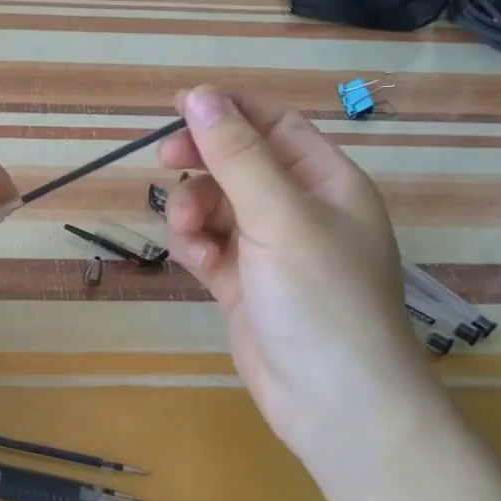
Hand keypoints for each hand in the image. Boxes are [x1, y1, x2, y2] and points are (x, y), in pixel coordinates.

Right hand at [160, 84, 436, 467]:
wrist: (335, 405)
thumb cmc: (321, 298)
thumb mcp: (279, 216)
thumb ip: (235, 155)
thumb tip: (198, 94)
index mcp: (327, 183)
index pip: (275, 125)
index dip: (229, 111)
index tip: (178, 106)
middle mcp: (300, 210)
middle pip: (239, 163)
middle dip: (202, 162)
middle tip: (165, 160)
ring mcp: (271, 250)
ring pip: (216, 205)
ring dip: (193, 211)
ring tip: (190, 236)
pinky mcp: (244, 284)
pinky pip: (209, 245)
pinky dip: (196, 247)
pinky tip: (198, 263)